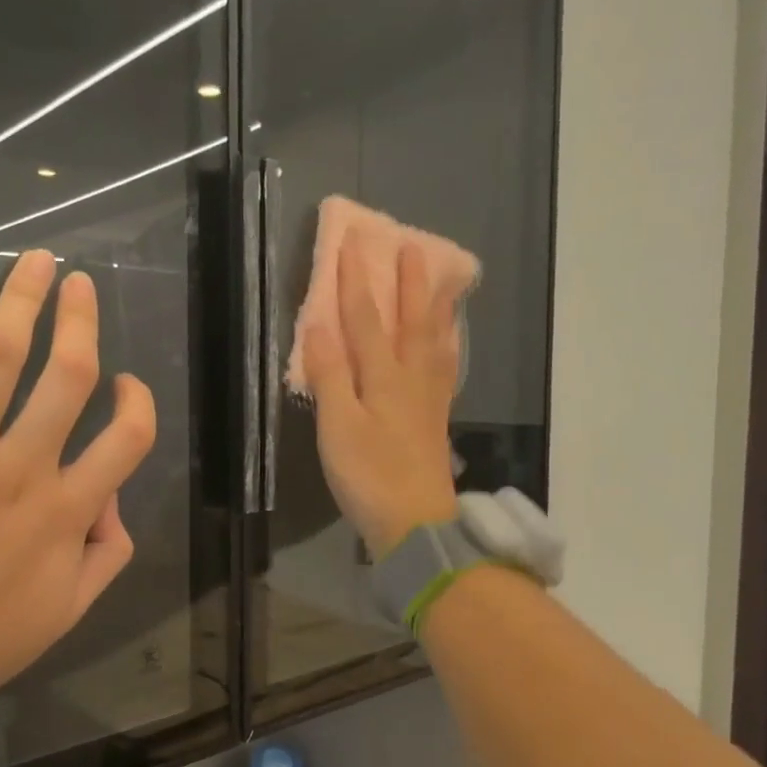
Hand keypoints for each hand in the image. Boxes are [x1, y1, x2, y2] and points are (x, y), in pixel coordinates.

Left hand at [0, 249, 156, 688]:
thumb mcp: (66, 612)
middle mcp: (21, 471)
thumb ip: (106, 553)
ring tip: (35, 262)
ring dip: (23, 300)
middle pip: (66, 375)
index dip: (138, 401)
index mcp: (66, 512)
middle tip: (81, 282)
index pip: (128, 437)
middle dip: (80, 318)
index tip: (125, 384)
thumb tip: (113, 499)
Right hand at [301, 233, 460, 558]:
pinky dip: (446, 346)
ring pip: (434, 341)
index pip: (366, 318)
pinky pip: (445, 368)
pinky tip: (447, 344)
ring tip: (442, 282)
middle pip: (412, 321)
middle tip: (413, 246)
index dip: (355, 280)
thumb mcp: (338, 426)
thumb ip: (330, 374)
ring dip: (435, 307)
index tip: (351, 242)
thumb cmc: (369, 475)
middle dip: (408, 282)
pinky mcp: (435, 419)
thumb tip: (319, 323)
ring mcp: (429, 399)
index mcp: (384, 376)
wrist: (416, 524)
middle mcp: (412, 378)